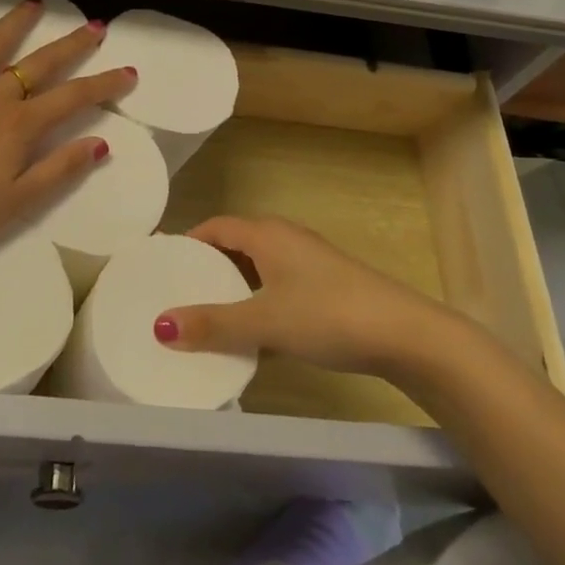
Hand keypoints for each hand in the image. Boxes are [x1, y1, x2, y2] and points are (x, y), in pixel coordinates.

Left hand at [0, 0, 136, 258]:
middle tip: (94, 26)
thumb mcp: (18, 202)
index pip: (73, 98)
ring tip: (35, 2)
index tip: (128, 71)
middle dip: (71, 44)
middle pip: (40, 63)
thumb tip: (100, 143)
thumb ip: (60, 169)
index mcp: (19, 126)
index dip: (104, 84)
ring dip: (16, 22)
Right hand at [155, 217, 449, 375]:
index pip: (216, 227)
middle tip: (178, 294)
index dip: (189, 242)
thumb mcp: (264, 322)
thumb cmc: (327, 314)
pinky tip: (254, 337)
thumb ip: (213, 324)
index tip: (163, 265)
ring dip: (234, 290)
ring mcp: (310, 264)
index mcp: (267, 234)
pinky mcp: (327, 288)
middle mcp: (286, 240)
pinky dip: (260, 305)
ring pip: (259, 270)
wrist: (405, 334)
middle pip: (236, 246)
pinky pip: (279, 289)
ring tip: (208, 318)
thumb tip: (160, 325)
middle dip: (208, 268)